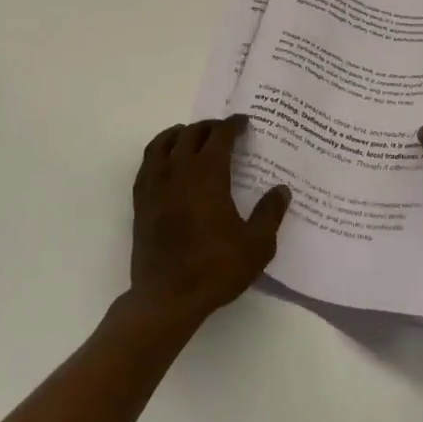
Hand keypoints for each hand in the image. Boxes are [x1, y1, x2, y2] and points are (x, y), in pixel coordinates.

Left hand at [128, 116, 289, 328]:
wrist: (167, 298)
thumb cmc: (215, 269)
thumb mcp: (256, 245)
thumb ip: (270, 213)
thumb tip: (282, 190)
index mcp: (208, 174)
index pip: (220, 136)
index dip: (233, 125)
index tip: (244, 123)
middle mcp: (179, 170)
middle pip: (192, 134)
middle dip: (209, 127)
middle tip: (223, 130)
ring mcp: (155, 184)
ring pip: (163, 143)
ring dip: (180, 134)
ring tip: (191, 136)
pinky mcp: (141, 201)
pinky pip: (147, 163)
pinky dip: (159, 152)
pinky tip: (166, 162)